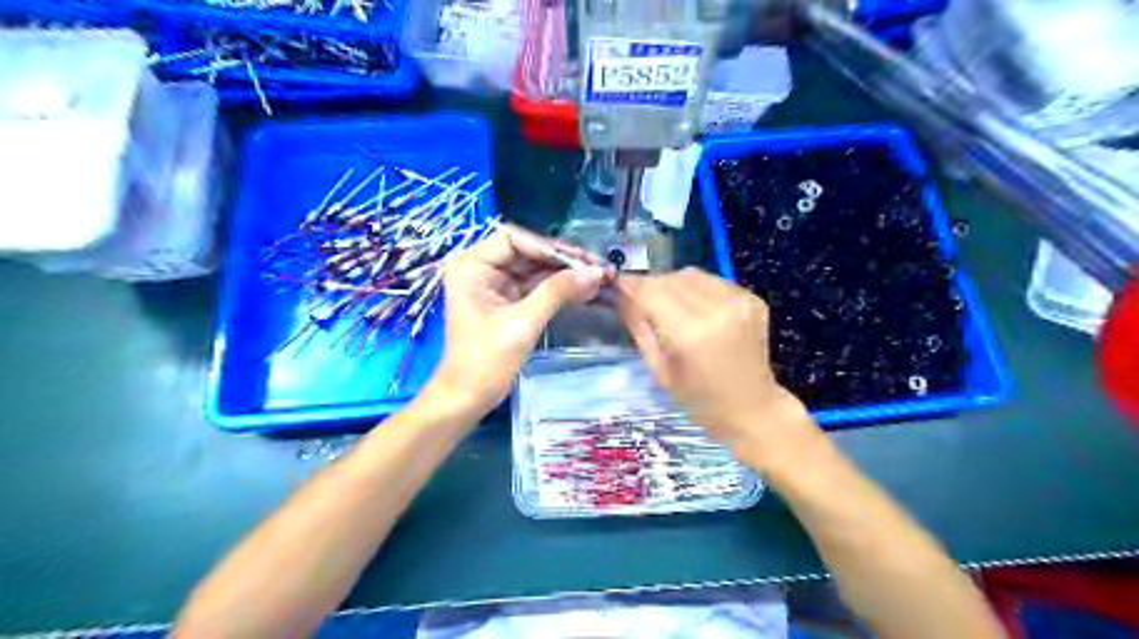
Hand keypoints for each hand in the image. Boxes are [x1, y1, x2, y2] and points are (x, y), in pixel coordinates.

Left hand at [424, 228, 605, 416]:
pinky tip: (583, 289)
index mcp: (471, 265)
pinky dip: (557, 289)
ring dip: (564, 275)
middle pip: (528, 252)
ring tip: (598, 277)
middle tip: (598, 267)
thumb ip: (557, 292)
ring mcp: (494, 285)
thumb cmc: (485, 361)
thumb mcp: (522, 323)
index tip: (582, 259)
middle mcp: (481, 268)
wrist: (467, 398)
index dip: (550, 247)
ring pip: (534, 269)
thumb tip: (595, 272)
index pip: (515, 239)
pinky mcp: (506, 301)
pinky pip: (535, 287)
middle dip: (563, 261)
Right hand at [614, 268, 807, 457]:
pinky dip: (697, 290)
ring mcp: (739, 301)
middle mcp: (718, 310)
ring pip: (691, 274)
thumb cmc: (700, 402)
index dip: (631, 287)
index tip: (617, 288)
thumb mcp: (660, 371)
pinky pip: (713, 281)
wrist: (753, 409)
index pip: (652, 292)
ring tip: (672, 308)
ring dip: (674, 286)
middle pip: (671, 279)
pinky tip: (698, 311)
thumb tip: (620, 296)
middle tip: (643, 304)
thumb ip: (639, 329)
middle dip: (652, 287)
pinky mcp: (752, 299)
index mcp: (691, 334)